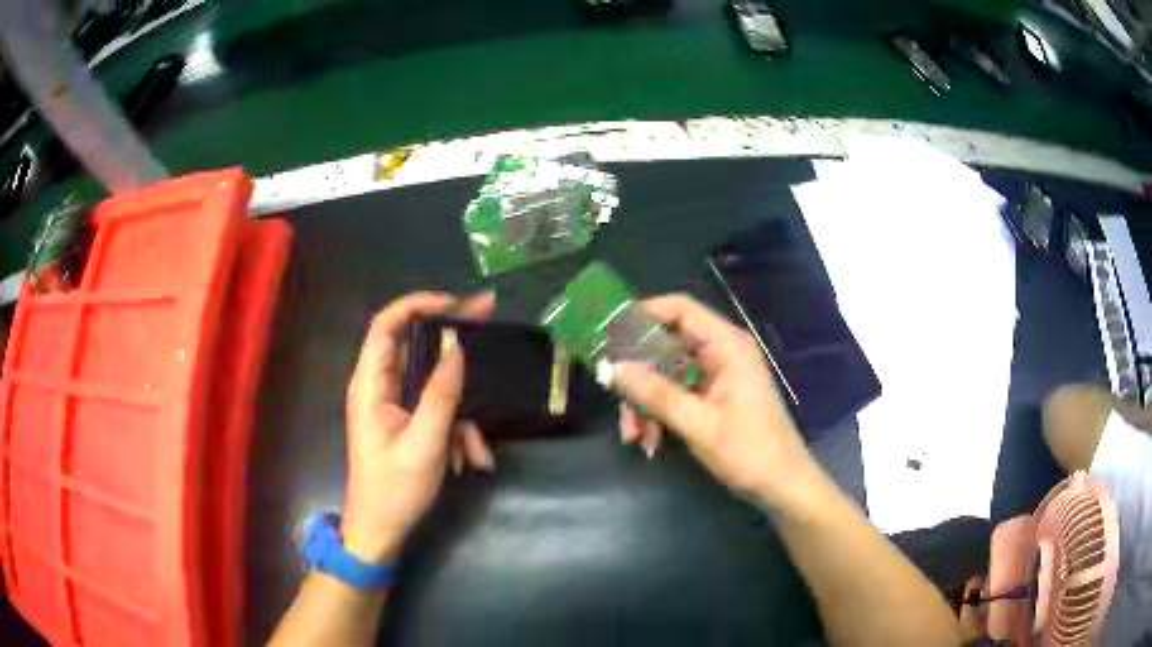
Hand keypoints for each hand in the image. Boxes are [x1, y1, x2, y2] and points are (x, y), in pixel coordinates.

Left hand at [341, 291, 495, 563]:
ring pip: (433, 384)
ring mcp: (393, 405)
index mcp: (370, 385)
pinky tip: (468, 463)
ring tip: (474, 450)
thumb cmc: (394, 490)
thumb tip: (458, 350)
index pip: (386, 325)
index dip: (417, 304)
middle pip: (414, 345)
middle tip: (487, 322)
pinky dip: (457, 432)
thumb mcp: (424, 444)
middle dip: (451, 342)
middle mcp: (379, 387)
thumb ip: (441, 395)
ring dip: (460, 411)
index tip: (456, 303)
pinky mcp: (407, 422)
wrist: (380, 531)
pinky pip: (437, 411)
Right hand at [614, 294, 819, 509]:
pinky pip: (676, 393)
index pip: (680, 309)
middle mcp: (722, 352)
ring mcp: (718, 375)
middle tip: (613, 396)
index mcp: (727, 346)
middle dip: (638, 373)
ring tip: (634, 435)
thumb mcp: (699, 424)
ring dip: (646, 401)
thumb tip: (614, 368)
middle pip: (667, 344)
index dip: (643, 313)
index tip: (608, 332)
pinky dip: (660, 412)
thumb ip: (657, 394)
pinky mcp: (714, 396)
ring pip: (667, 373)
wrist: (782, 486)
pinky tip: (650, 440)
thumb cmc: (750, 452)